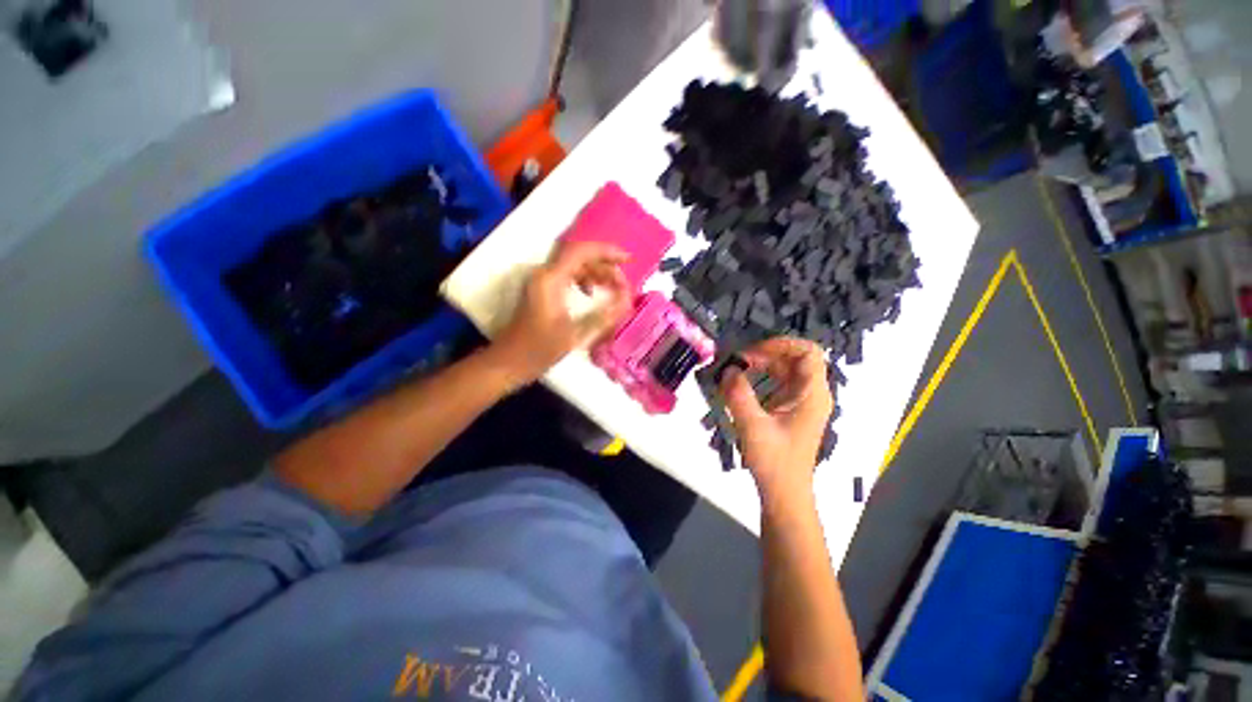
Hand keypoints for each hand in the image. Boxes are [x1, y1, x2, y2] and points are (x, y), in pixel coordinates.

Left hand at [492, 241, 631, 386]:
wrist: (509, 361)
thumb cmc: (540, 350)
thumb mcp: (576, 335)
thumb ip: (604, 316)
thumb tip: (627, 300)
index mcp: (551, 280)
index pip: (580, 252)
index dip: (607, 251)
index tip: (628, 260)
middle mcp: (545, 274)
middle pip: (579, 257)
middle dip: (605, 265)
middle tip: (623, 283)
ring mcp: (542, 281)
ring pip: (574, 266)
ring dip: (595, 273)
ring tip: (613, 288)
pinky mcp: (542, 289)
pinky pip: (567, 275)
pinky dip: (584, 279)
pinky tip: (592, 293)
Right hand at [720, 338, 833, 502]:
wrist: (784, 493)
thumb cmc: (774, 461)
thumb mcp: (752, 425)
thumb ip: (738, 394)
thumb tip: (728, 369)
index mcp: (812, 394)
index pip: (808, 352)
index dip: (782, 344)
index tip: (754, 351)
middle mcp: (812, 393)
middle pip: (795, 358)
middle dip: (767, 353)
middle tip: (739, 359)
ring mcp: (803, 402)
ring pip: (786, 370)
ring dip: (763, 364)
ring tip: (738, 367)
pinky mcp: (792, 410)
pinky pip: (779, 383)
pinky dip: (762, 377)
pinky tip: (743, 382)